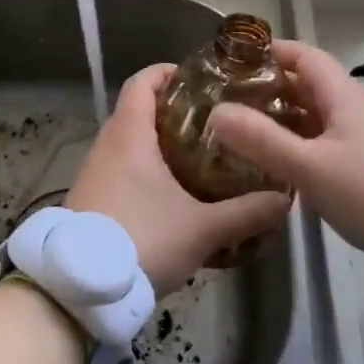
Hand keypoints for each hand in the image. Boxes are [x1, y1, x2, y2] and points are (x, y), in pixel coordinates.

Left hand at [67, 64, 289, 297]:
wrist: (80, 290)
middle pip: (137, 110)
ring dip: (158, 144)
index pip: (142, 82)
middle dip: (172, 112)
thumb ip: (246, 213)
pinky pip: (119, 170)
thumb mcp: (202, 229)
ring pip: (128, 143)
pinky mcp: (89, 200)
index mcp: (129, 135)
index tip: (198, 79)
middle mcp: (106, 145)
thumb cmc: (142, 240)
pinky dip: (143, 170)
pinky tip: (170, 195)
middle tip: (211, 122)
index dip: (167, 72)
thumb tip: (283, 200)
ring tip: (197, 157)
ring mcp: (93, 173)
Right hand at [207, 40, 363, 255]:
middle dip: (275, 86)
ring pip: (324, 112)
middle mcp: (361, 106)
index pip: (306, 56)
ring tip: (254, 130)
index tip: (237, 58)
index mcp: (345, 95)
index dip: (273, 51)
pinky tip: (292, 161)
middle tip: (235, 99)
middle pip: (313, 83)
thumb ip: (262, 140)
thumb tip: (217, 111)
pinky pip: (335, 136)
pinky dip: (308, 138)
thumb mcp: (309, 167)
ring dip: (290, 115)